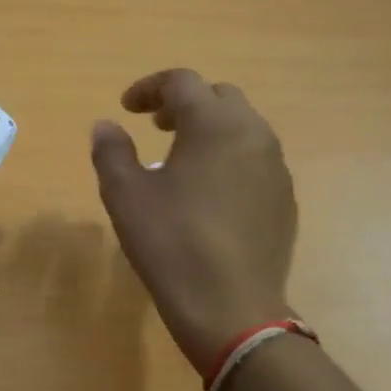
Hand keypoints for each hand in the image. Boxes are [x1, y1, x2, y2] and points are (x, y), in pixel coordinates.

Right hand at [90, 69, 298, 378]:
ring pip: (243, 127)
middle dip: (184, 103)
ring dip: (209, 129)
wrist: (231, 308)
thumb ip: (112, 151)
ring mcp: (275, 168)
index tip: (126, 109)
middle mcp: (253, 135)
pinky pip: (255, 159)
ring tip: (180, 158)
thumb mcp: (125, 194)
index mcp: (214, 125)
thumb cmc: (171, 242)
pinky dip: (228, 157)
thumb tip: (106, 125)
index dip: (149, 88)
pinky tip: (208, 193)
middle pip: (219, 97)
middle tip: (155, 127)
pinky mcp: (284, 200)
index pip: (182, 82)